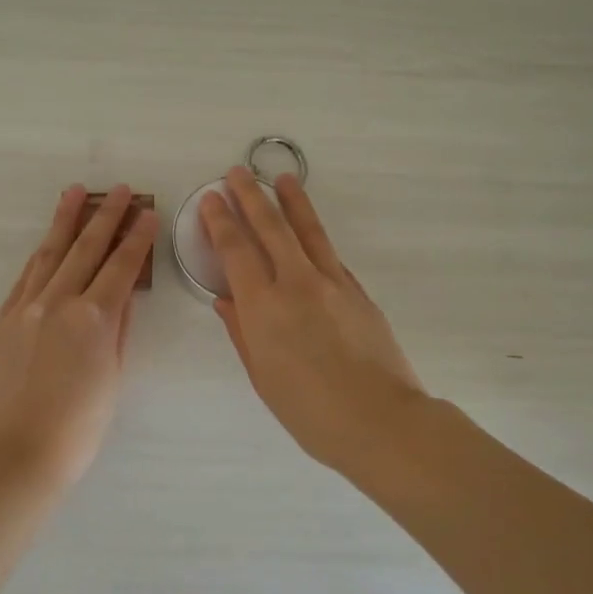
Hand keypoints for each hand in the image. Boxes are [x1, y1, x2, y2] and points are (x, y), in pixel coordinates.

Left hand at [0, 185, 157, 484]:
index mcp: (94, 319)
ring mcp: (25, 308)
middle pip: (85, 249)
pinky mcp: (3, 320)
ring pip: (49, 253)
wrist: (15, 454)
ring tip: (75, 193)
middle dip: (105, 216)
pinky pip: (25, 277)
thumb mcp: (112, 379)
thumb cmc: (77, 428)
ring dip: (65, 221)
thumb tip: (122, 299)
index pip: (121, 267)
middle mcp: (59, 302)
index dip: (137, 238)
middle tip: (118, 190)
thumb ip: (117, 332)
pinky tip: (47, 242)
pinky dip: (40, 255)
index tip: (147, 213)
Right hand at [201, 168, 426, 476]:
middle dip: (250, 196)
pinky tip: (310, 229)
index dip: (221, 221)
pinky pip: (330, 254)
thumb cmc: (310, 411)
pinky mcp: (358, 291)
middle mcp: (296, 283)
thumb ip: (242, 332)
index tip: (211, 198)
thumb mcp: (263, 376)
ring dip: (291, 201)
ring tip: (282, 179)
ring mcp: (332, 283)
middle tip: (237, 173)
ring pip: (307, 231)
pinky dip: (315, 235)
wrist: (380, 420)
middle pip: (270, 228)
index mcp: (264, 307)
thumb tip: (226, 301)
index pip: (236, 250)